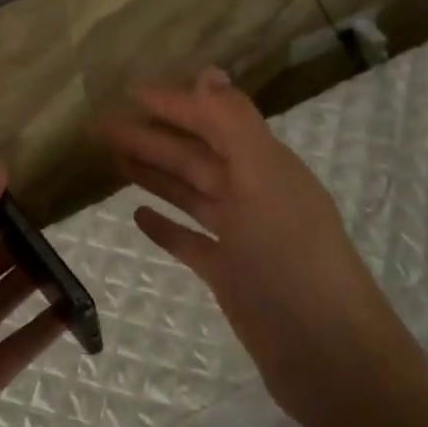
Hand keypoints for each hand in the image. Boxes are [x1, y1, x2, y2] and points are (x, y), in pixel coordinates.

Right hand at [102, 68, 415, 422]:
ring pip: (190, 194)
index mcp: (265, 166)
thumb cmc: (292, 259)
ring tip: (114, 160)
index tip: (129, 92)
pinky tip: (138, 217)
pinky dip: (166, 227)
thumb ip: (235, 125)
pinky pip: (191, 241)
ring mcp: (242, 237)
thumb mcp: (265, 180)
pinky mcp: (230, 274)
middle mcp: (254, 194)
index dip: (173, 104)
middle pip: (195, 157)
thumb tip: (208, 72)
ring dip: (155, 175)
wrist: (325, 353)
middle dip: (152, 138)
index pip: (212, 122)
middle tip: (102, 127)